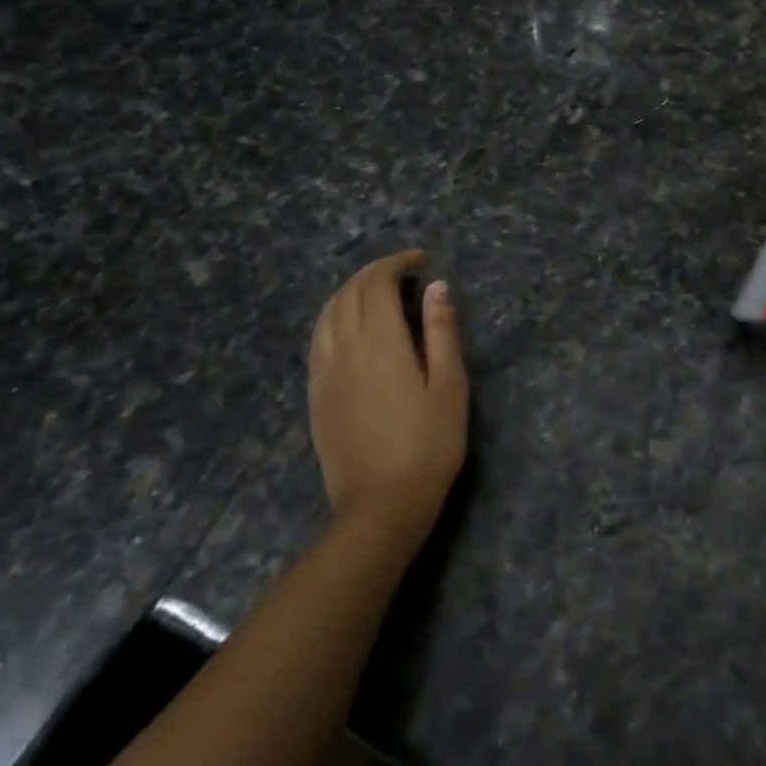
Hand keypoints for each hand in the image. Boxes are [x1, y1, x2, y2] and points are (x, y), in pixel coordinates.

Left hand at [308, 250, 467, 535]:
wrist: (380, 507)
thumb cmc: (428, 445)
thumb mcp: (450, 386)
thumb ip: (442, 331)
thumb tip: (436, 286)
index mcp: (381, 345)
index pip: (377, 285)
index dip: (396, 263)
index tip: (420, 259)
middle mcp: (345, 350)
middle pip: (348, 294)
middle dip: (372, 272)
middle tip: (401, 270)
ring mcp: (324, 373)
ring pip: (327, 314)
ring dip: (349, 291)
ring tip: (375, 290)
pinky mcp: (316, 395)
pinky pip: (317, 340)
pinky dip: (334, 317)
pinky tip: (349, 325)